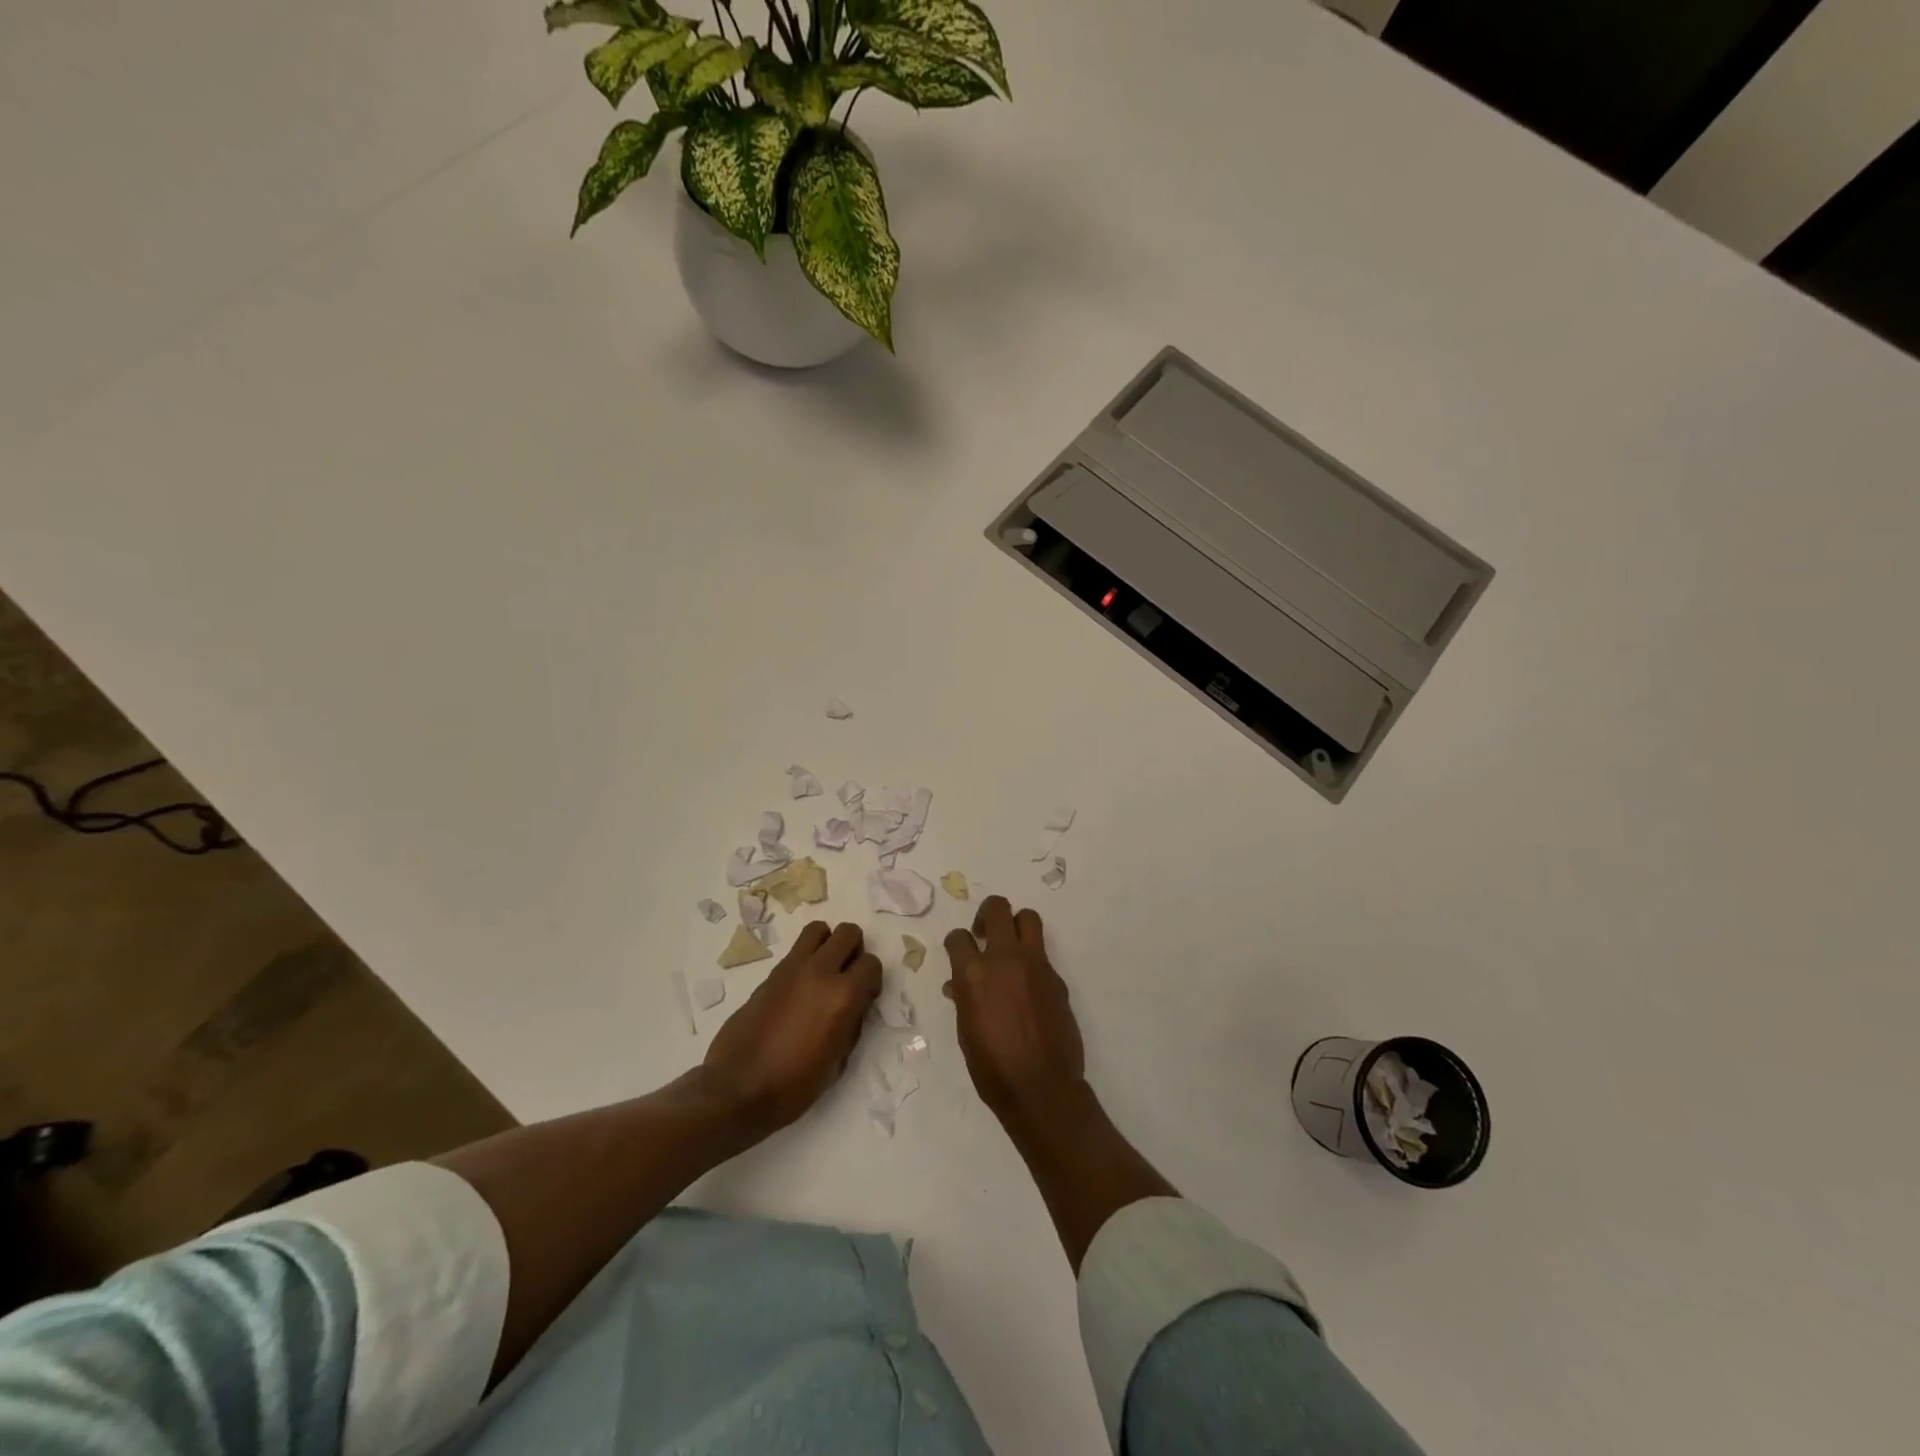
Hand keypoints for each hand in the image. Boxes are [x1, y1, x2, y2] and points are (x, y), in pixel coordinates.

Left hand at [702, 921, 881, 1136]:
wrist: (738, 1089)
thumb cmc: (794, 1086)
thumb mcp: (838, 1062)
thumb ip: (852, 1024)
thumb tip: (854, 1006)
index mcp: (844, 996)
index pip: (872, 964)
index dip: (871, 980)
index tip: (865, 997)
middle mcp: (821, 972)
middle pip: (849, 933)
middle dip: (853, 951)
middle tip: (846, 977)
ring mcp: (792, 968)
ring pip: (819, 929)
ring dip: (827, 945)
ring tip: (823, 972)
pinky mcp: (770, 974)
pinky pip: (796, 950)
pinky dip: (805, 959)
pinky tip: (799, 989)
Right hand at [943, 896, 1086, 1125]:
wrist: (1041, 1088)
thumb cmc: (992, 1067)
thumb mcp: (966, 1032)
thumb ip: (964, 998)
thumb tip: (959, 986)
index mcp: (974, 973)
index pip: (958, 937)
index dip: (957, 943)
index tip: (959, 953)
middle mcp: (1005, 958)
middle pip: (997, 908)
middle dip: (987, 915)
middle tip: (984, 935)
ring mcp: (1035, 965)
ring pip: (1028, 918)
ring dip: (1016, 925)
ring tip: (1010, 947)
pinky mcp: (1057, 977)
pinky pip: (1042, 954)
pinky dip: (1031, 960)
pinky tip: (1028, 987)